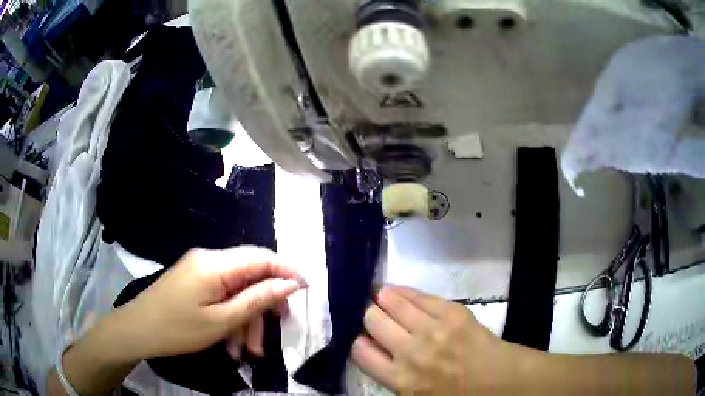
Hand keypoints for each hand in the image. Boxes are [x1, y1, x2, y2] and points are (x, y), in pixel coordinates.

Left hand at [110, 246, 305, 360]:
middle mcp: (209, 258)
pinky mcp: (194, 280)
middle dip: (264, 304)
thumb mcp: (221, 321)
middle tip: (276, 332)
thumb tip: (290, 284)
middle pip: (250, 274)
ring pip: (236, 289)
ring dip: (246, 318)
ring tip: (247, 351)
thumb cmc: (178, 329)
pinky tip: (230, 342)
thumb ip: (257, 299)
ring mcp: (199, 268)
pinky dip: (230, 316)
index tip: (307, 290)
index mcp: (215, 263)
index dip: (287, 271)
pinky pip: (221, 294)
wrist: (137, 331)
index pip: (262, 257)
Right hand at [352, 285, 533, 394]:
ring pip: (392, 302)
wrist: (497, 380)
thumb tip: (370, 348)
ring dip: (381, 297)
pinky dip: (402, 291)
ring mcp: (432, 329)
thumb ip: (389, 375)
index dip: (358, 340)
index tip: (362, 336)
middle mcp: (411, 352)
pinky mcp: (451, 312)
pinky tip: (396, 291)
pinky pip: (418, 295)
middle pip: (372, 320)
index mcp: (400, 379)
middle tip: (372, 314)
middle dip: (368, 315)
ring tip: (379, 295)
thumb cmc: (454, 394)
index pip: (360, 351)